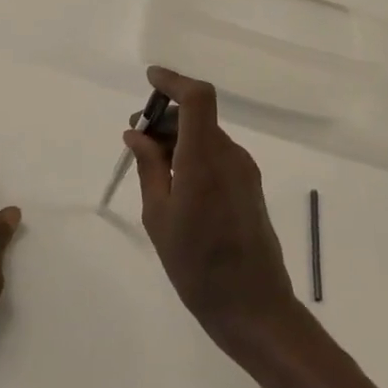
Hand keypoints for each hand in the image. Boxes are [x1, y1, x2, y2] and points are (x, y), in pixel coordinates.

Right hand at [126, 67, 298, 351]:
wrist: (252, 307)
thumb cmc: (196, 265)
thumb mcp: (159, 217)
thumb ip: (149, 168)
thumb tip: (136, 134)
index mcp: (205, 159)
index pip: (197, 98)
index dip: (173, 81)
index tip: (149, 81)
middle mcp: (230, 156)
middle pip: (198, 116)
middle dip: (164, 118)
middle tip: (135, 140)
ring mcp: (244, 171)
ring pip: (206, 136)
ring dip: (177, 139)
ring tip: (149, 167)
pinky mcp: (250, 186)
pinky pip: (217, 155)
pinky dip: (192, 155)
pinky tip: (174, 184)